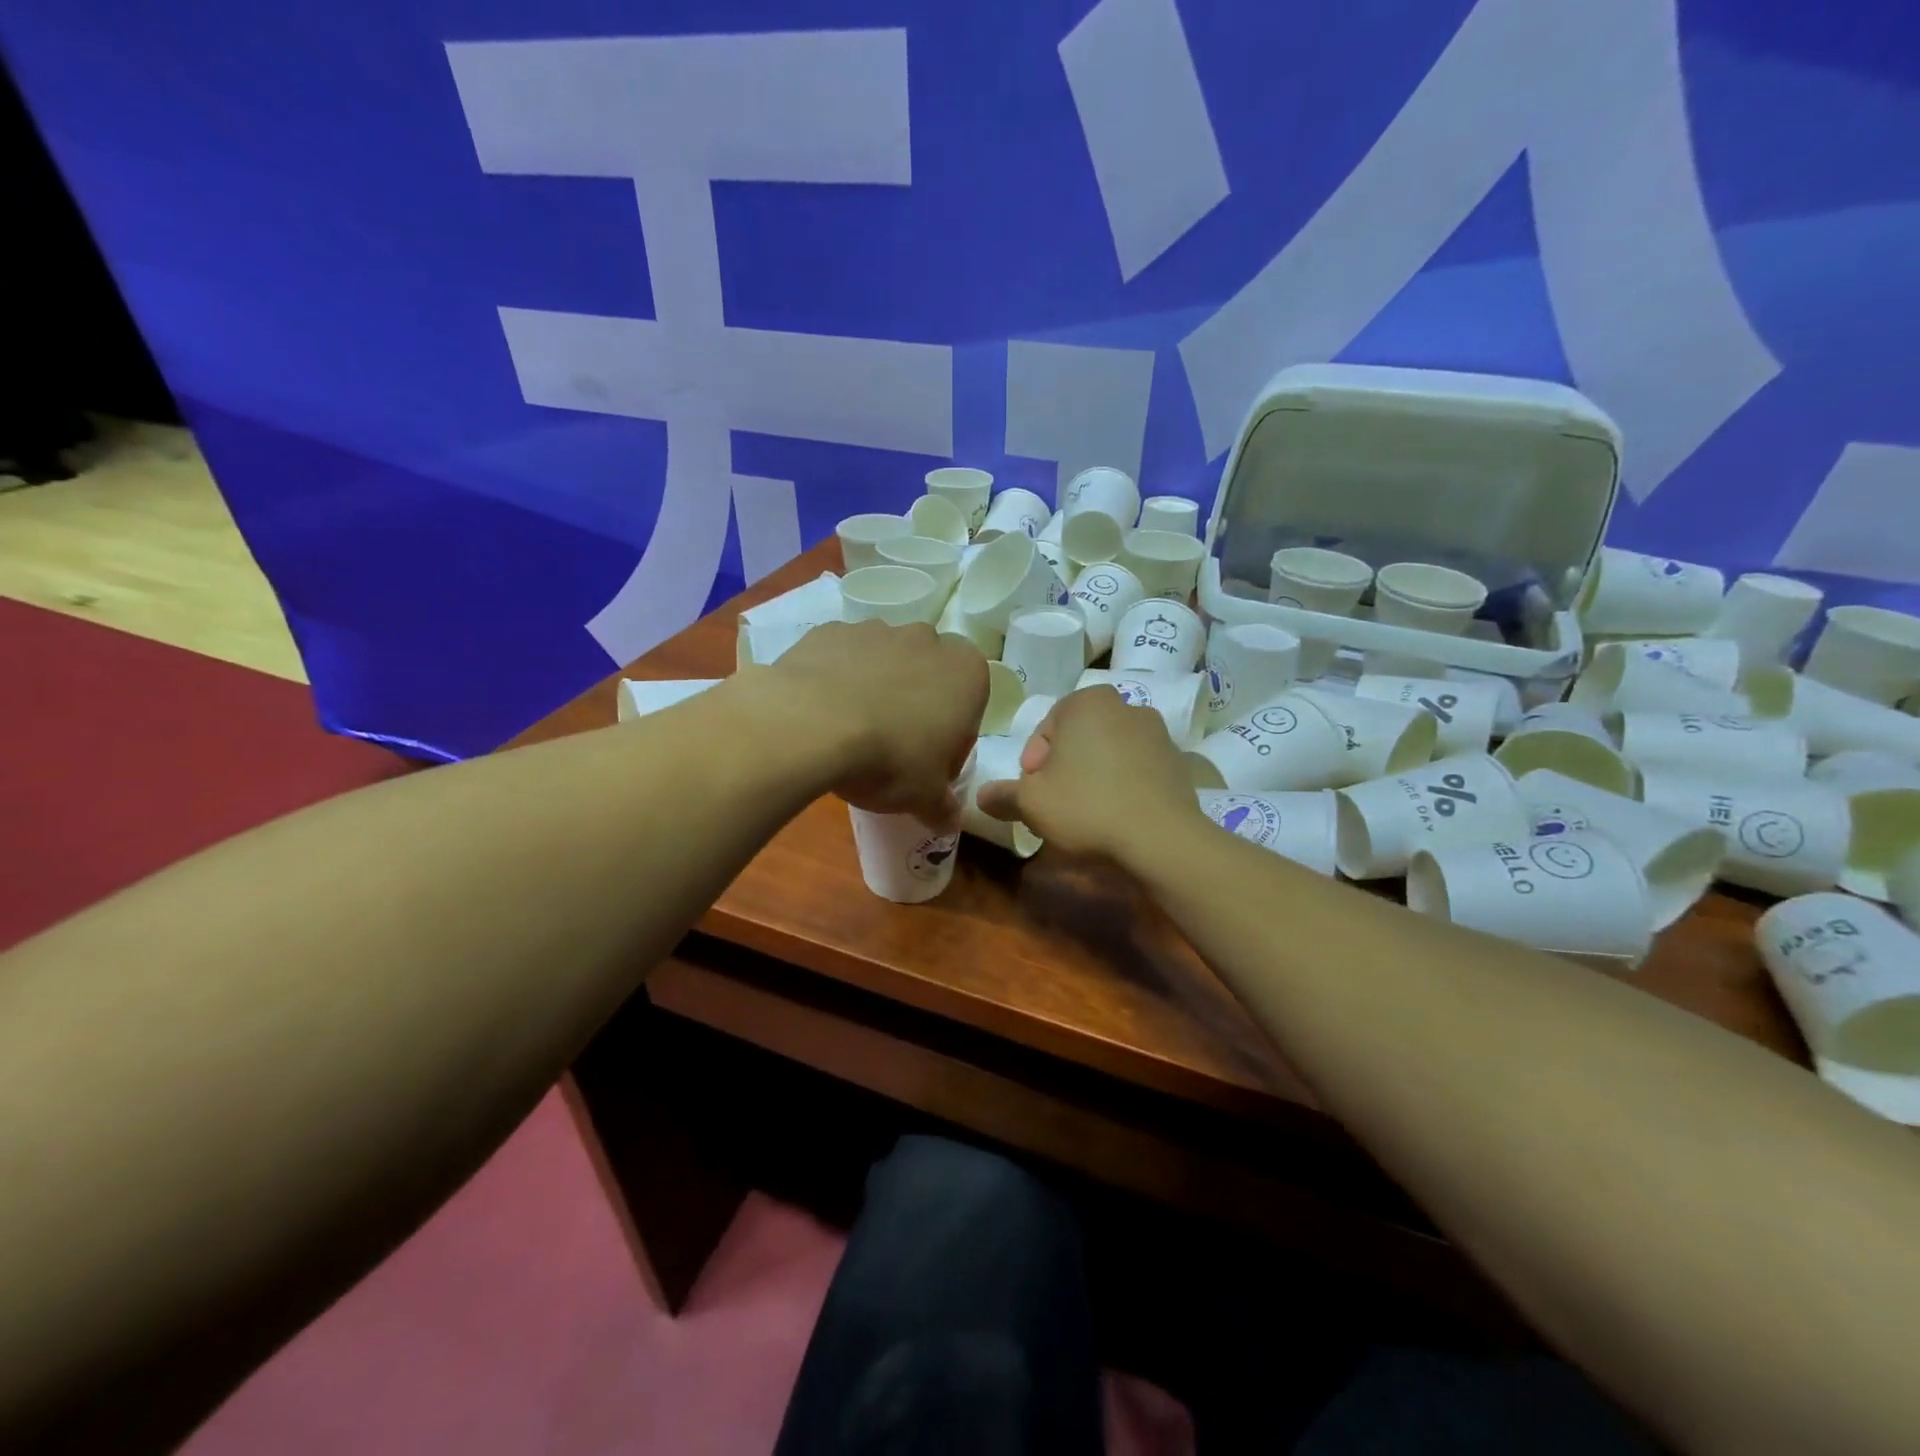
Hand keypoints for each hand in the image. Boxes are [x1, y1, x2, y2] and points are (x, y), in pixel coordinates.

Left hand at [753, 620, 987, 828]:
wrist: (812, 725)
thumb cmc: (890, 759)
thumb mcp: (925, 797)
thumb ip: (944, 806)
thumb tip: (950, 822)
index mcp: (967, 672)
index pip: (970, 707)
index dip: (951, 740)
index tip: (929, 765)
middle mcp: (927, 640)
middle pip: (928, 677)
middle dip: (916, 707)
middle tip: (893, 749)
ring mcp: (877, 628)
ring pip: (885, 662)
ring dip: (877, 690)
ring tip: (852, 732)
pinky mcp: (832, 630)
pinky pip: (843, 658)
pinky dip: (838, 680)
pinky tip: (823, 713)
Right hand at [976, 687, 1205, 861]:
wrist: (1161, 838)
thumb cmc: (1086, 807)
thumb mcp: (1031, 803)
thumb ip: (1003, 795)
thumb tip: (982, 796)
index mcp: (1086, 702)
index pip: (1046, 729)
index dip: (1034, 764)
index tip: (1034, 792)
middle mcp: (1125, 705)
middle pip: (1079, 738)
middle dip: (1065, 767)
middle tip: (1056, 803)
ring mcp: (1157, 732)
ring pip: (1109, 752)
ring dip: (1095, 775)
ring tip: (1088, 813)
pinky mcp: (1178, 761)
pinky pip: (1138, 769)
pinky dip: (1124, 785)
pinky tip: (1118, 816)